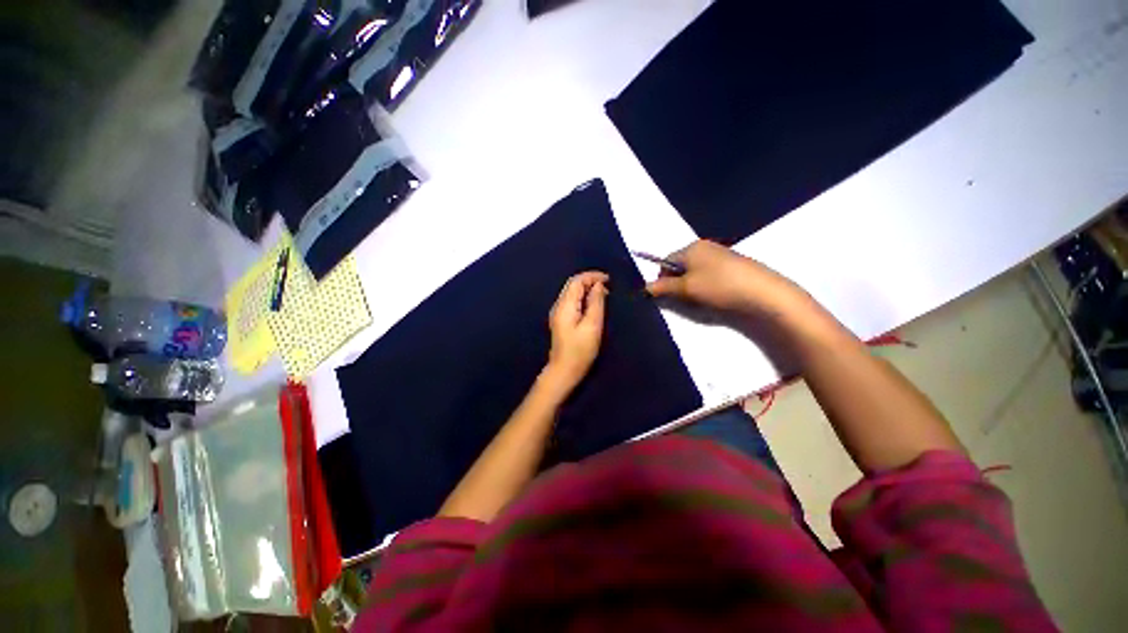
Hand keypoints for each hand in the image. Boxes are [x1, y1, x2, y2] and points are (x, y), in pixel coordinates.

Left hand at [544, 271, 608, 393]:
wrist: (564, 370)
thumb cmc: (580, 350)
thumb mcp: (592, 325)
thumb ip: (596, 303)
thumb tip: (599, 286)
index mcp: (565, 305)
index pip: (576, 281)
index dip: (592, 276)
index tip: (609, 279)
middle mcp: (559, 306)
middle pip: (573, 285)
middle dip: (590, 281)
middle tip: (608, 287)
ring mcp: (558, 313)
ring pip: (573, 293)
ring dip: (588, 290)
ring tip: (604, 295)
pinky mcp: (562, 321)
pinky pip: (573, 302)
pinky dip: (584, 298)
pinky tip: (594, 305)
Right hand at [646, 240, 812, 319]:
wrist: (763, 293)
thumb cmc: (719, 287)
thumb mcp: (686, 289)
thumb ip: (663, 287)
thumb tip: (645, 288)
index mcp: (691, 248)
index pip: (665, 260)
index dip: (661, 278)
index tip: (665, 294)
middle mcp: (704, 247)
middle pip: (680, 266)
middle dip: (677, 282)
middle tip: (684, 298)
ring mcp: (720, 255)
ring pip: (694, 272)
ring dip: (691, 286)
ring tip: (701, 299)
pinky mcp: (733, 265)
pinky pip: (709, 274)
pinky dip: (706, 286)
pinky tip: (715, 296)